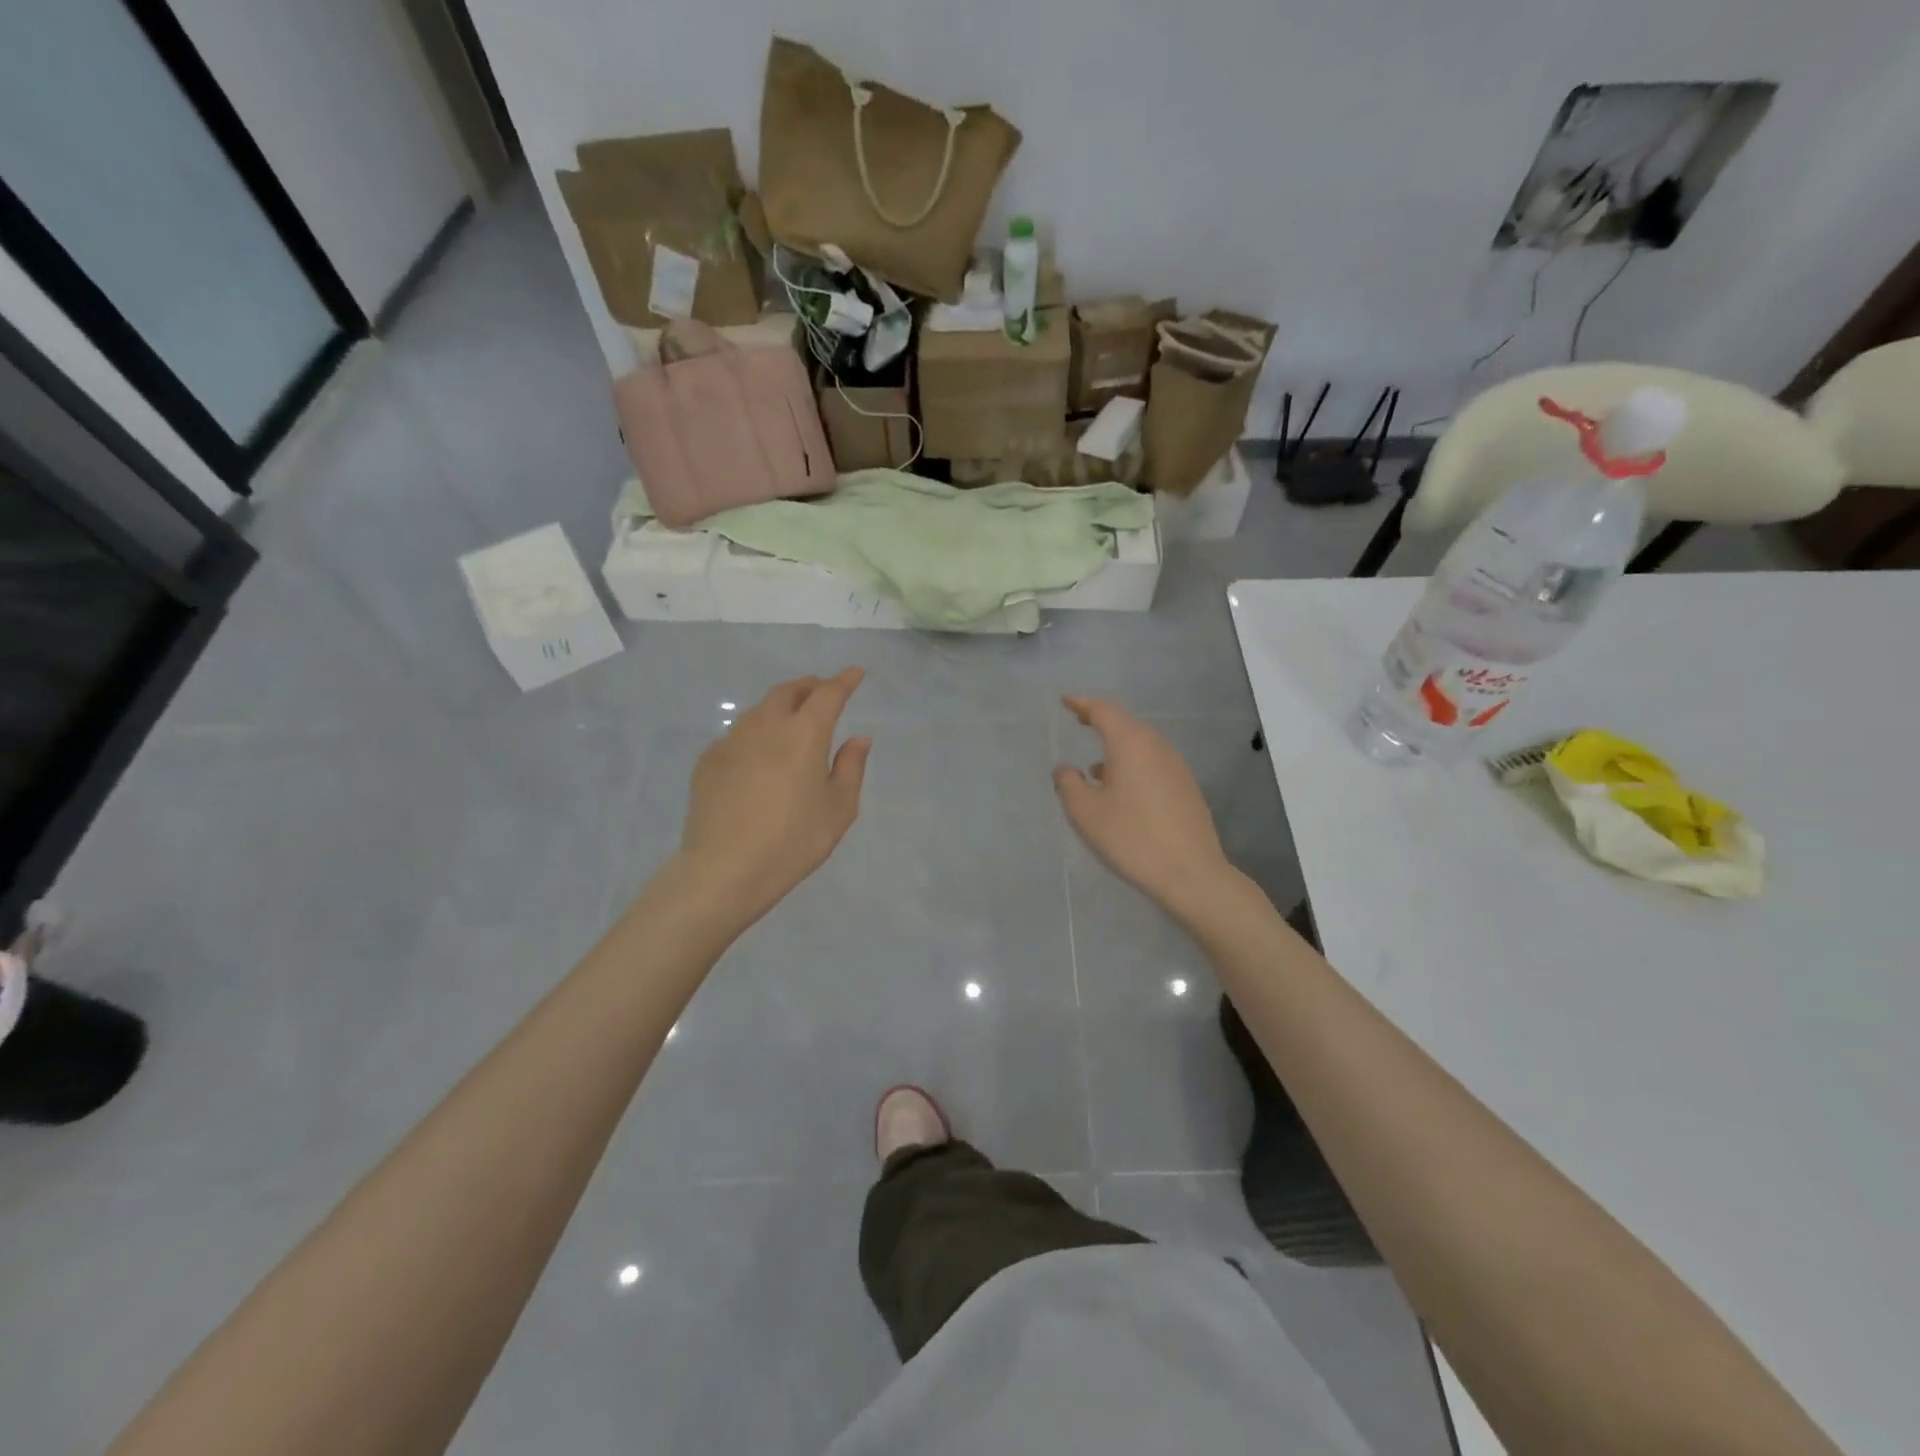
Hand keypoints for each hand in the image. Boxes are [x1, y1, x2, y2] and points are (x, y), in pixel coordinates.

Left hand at [678, 668, 870, 927]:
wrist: (724, 869)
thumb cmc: (793, 841)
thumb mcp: (838, 809)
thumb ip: (851, 768)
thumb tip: (858, 739)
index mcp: (804, 733)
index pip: (828, 694)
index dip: (844, 681)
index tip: (855, 673)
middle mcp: (766, 726)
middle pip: (789, 691)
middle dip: (809, 686)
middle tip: (823, 692)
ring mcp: (732, 740)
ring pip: (759, 709)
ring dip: (780, 706)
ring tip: (791, 720)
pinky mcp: (708, 760)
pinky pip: (738, 734)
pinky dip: (755, 732)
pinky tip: (758, 754)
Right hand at [1053, 696, 1233, 915]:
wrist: (1190, 872)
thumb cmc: (1131, 837)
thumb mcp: (1087, 812)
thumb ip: (1069, 783)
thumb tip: (1065, 768)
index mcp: (1130, 743)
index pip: (1103, 711)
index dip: (1082, 704)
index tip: (1066, 701)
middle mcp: (1156, 746)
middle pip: (1125, 724)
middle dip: (1101, 721)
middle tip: (1080, 721)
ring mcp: (1176, 765)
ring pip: (1141, 744)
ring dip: (1117, 747)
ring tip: (1095, 765)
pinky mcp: (1186, 786)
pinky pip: (1153, 762)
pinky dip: (1133, 764)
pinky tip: (1122, 789)